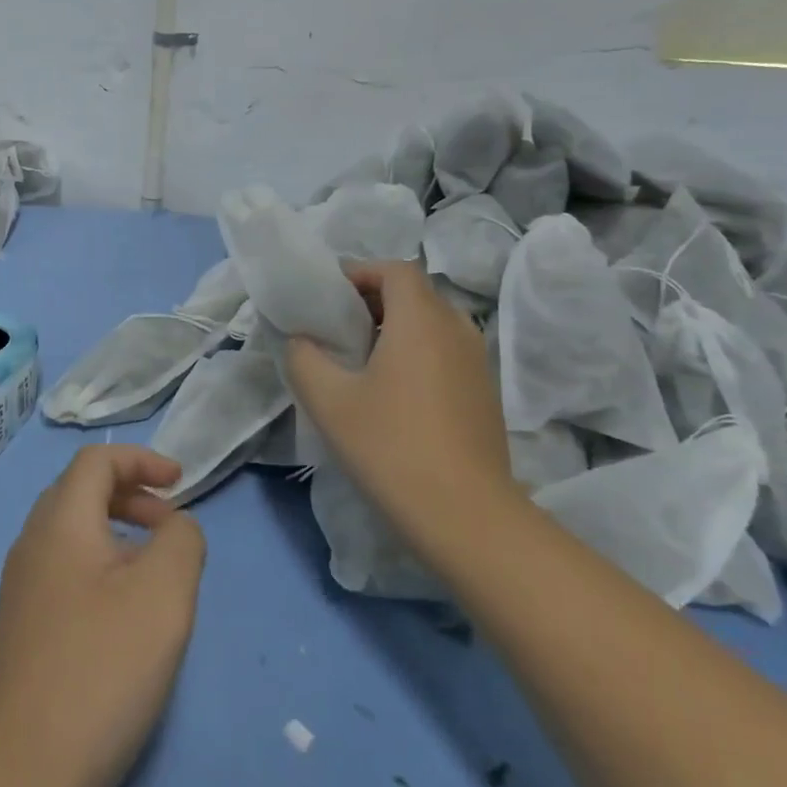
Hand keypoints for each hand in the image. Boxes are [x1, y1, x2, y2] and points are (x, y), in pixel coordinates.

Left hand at [0, 445, 206, 786]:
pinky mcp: (20, 629)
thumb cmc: (101, 666)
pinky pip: (64, 571)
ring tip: (154, 572)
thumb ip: (182, 540)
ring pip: (71, 534)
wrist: (24, 772)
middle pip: (80, 492)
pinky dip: (100, 567)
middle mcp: (31, 544)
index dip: (141, 459)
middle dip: (130, 494)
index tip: (180, 483)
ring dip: (116, 533)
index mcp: (59, 521)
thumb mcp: (164, 593)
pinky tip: (122, 615)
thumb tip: (175, 527)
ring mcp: (20, 589)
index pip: (96, 461)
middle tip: (171, 526)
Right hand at [284, 260, 517, 524]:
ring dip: (394, 328)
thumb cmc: (391, 447)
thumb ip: (303, 357)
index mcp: (422, 319)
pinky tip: (392, 393)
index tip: (328, 296)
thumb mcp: (328, 400)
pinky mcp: (484, 393)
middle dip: (372, 300)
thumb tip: (302, 340)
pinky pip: (445, 351)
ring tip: (359, 360)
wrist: (466, 517)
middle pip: (414, 293)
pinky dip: (416, 352)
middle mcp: (457, 329)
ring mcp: (477, 362)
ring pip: (431, 324)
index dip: (359, 272)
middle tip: (336, 328)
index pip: (394, 269)